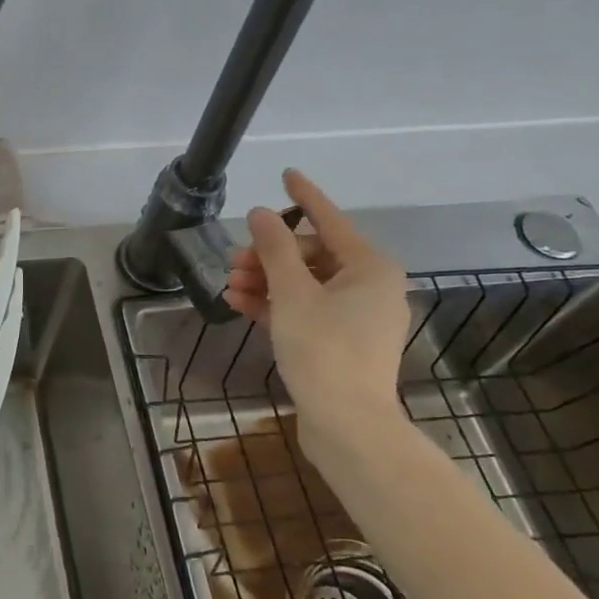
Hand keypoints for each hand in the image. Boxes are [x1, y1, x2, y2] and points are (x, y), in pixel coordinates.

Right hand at [222, 169, 408, 452]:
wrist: (348, 425)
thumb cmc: (324, 350)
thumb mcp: (293, 294)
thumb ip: (275, 249)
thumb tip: (260, 212)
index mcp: (370, 267)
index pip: (330, 219)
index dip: (305, 196)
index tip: (286, 172)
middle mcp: (369, 286)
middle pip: (312, 255)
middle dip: (269, 255)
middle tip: (233, 260)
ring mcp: (356, 317)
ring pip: (305, 285)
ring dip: (265, 281)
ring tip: (229, 285)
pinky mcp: (341, 343)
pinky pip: (305, 311)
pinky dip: (275, 305)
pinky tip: (240, 303)